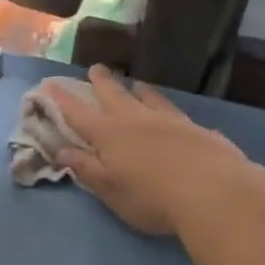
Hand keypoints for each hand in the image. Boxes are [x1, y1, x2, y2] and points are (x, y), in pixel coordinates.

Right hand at [50, 66, 264, 236]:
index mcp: (109, 135)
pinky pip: (178, 114)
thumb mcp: (109, 189)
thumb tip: (61, 150)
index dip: (62, 100)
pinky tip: (175, 114)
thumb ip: (85, 168)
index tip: (50, 85)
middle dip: (102, 83)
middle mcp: (137, 121)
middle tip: (95, 68)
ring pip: (149, 99)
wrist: (214, 193)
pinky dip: (169, 110)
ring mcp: (170, 122)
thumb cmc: (151, 197)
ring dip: (138, 90)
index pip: (79, 114)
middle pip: (114, 96)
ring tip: (134, 83)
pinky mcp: (198, 130)